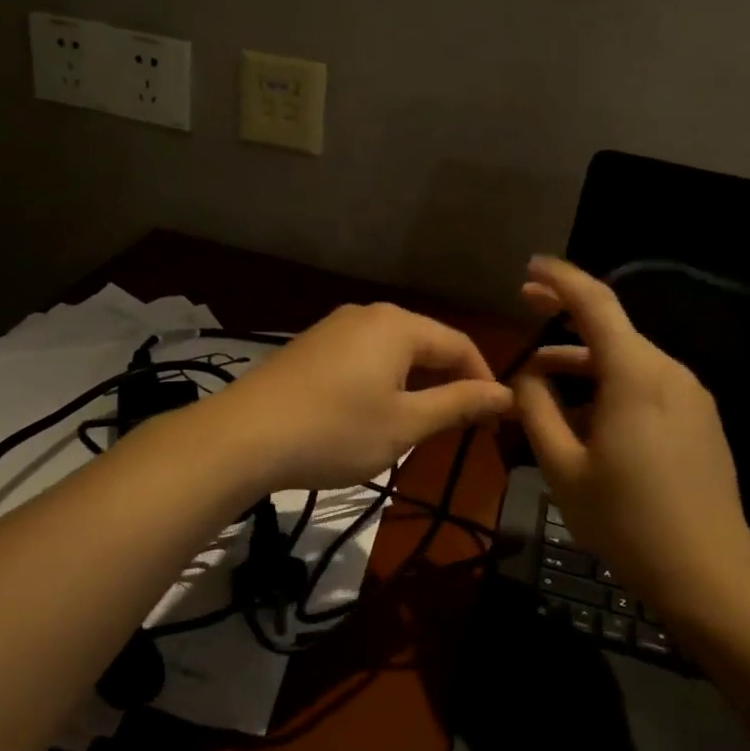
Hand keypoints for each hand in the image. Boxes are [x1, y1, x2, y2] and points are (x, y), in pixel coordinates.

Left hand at [204, 303, 514, 490]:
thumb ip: (459, 404)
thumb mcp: (405, 423)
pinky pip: (363, 357)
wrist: (243, 436)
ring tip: (421, 424)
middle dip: (449, 383)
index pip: (460, 345)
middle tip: (462, 426)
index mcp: (398, 325)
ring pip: (393, 352)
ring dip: (416, 385)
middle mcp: (368, 314)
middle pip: (426, 344)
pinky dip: (383, 382)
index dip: (483, 381)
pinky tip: (374, 413)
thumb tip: (506, 394)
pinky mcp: (310, 347)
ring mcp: (334, 328)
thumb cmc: (336, 430)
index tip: (494, 421)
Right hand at [513, 256, 749, 611]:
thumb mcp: (564, 467)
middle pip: (612, 330)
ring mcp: (692, 396)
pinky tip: (586, 419)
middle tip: (526, 308)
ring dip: (584, 363)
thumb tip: (526, 376)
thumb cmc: (627, 520)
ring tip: (542, 386)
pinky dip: (611, 386)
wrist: (709, 572)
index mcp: (636, 375)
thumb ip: (537, 411)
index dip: (560, 279)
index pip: (596, 303)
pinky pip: (648, 386)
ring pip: (628, 361)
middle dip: (565, 319)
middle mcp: (669, 372)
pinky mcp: (701, 419)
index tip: (529, 269)